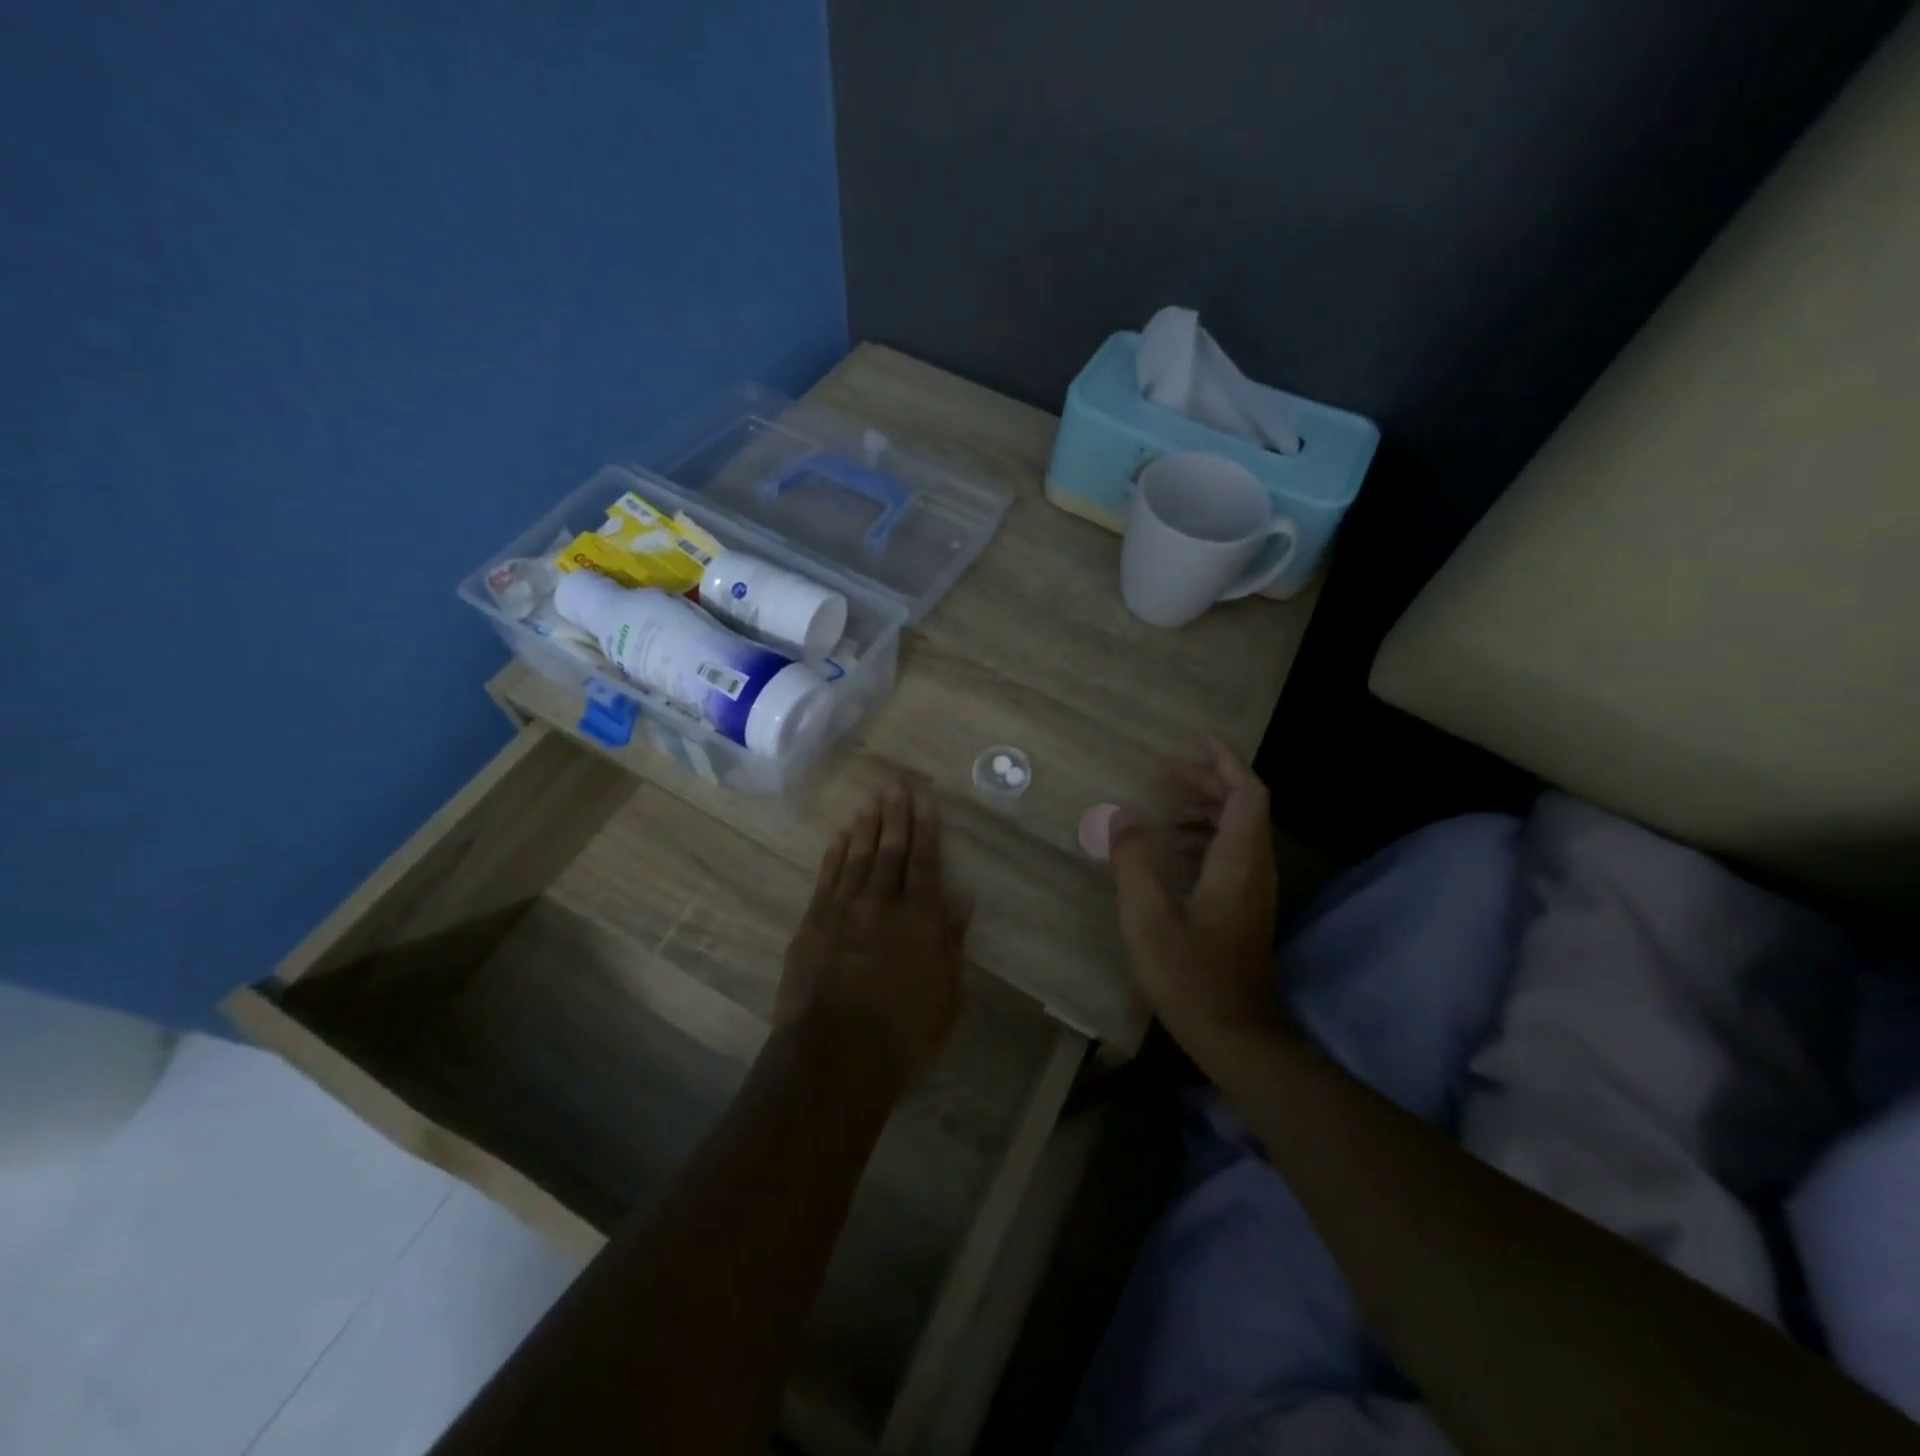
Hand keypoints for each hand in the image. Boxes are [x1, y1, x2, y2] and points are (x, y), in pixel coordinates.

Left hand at [777, 782, 972, 1088]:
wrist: (837, 1055)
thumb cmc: (904, 1032)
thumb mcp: (946, 992)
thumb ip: (953, 940)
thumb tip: (964, 896)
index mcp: (920, 919)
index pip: (925, 863)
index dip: (926, 830)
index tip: (925, 801)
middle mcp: (882, 904)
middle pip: (890, 851)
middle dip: (895, 816)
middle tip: (895, 786)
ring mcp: (843, 910)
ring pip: (856, 857)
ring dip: (864, 828)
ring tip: (869, 802)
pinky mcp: (813, 923)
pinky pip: (826, 878)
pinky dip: (833, 855)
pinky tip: (838, 838)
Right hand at [1108, 739, 1279, 1057]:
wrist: (1235, 1035)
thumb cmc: (1189, 974)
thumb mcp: (1147, 916)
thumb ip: (1132, 861)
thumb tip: (1119, 816)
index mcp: (1238, 862)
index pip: (1247, 793)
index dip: (1225, 762)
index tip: (1197, 741)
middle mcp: (1255, 869)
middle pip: (1246, 807)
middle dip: (1211, 782)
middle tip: (1170, 775)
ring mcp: (1255, 891)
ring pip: (1241, 831)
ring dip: (1209, 811)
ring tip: (1169, 813)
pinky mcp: (1246, 909)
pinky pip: (1234, 855)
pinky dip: (1208, 839)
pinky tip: (1176, 853)